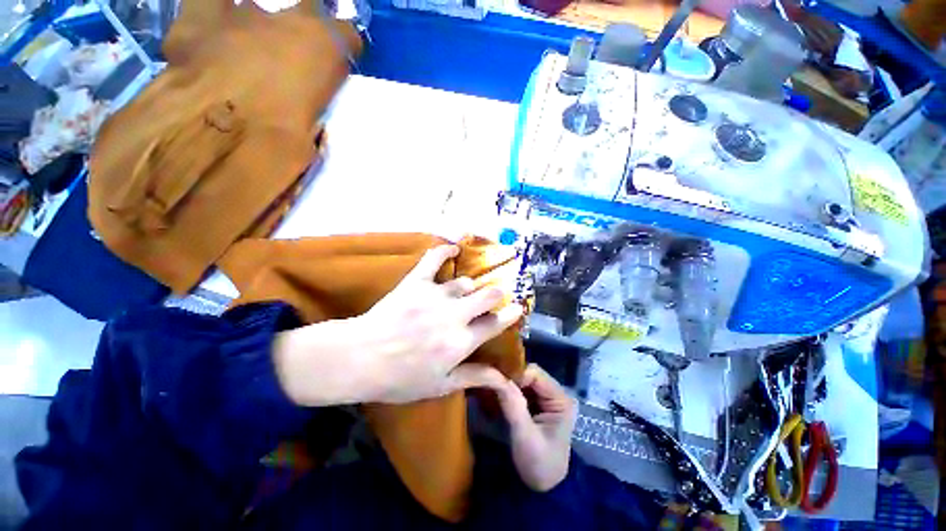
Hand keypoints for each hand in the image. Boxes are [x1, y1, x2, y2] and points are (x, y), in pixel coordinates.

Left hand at [273, 244, 523, 405]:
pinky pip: (434, 259)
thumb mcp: (440, 385)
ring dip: (468, 288)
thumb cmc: (400, 378)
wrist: (359, 358)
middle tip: (494, 296)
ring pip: (464, 282)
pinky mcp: (416, 282)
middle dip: (496, 294)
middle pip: (487, 295)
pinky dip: (445, 250)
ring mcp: (436, 295)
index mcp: (461, 341)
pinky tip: (453, 247)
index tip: (518, 308)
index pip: (495, 324)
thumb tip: (503, 378)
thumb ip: (474, 377)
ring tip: (465, 292)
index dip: (510, 315)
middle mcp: (455, 315)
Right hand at [492, 364, 577, 491]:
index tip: (497, 384)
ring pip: (523, 379)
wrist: (543, 488)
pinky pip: (520, 388)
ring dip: (508, 384)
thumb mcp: (525, 437)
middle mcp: (556, 393)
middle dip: (511, 379)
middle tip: (492, 387)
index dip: (515, 375)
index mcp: (561, 399)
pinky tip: (498, 396)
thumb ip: (513, 406)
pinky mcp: (537, 403)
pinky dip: (509, 390)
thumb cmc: (539, 465)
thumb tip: (497, 378)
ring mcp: (546, 398)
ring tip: (492, 391)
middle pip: (529, 373)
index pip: (536, 373)